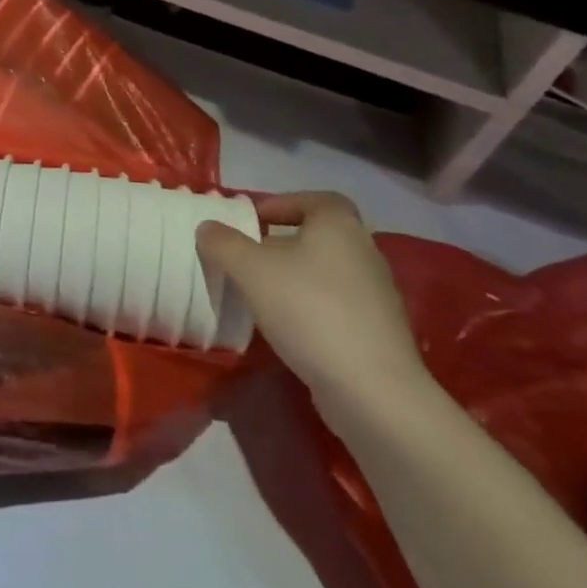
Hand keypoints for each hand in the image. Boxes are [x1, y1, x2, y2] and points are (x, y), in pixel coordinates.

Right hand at [197, 191, 428, 408]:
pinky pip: (336, 306)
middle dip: (282, 244)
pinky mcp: (378, 332)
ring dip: (294, 278)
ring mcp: (377, 295)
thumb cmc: (308, 309)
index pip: (316, 199)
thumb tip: (207, 227)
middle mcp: (365, 252)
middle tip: (247, 258)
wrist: (372, 389)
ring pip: (326, 273)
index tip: (253, 220)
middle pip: (319, 236)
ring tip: (260, 295)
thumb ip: (223, 243)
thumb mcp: (250, 269)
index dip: (283, 204)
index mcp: (339, 225)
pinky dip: (310, 308)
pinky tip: (287, 328)